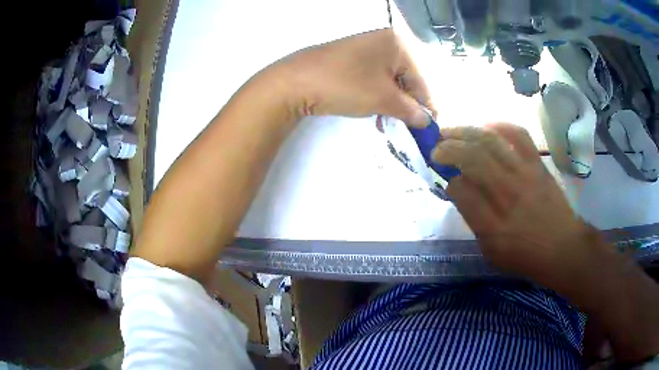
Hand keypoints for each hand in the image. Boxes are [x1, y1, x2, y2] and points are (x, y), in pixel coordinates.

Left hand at [273, 28, 432, 126]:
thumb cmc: (346, 85)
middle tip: (407, 127)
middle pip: (404, 78)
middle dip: (406, 105)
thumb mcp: (383, 99)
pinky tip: (374, 112)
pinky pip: (371, 79)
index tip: (429, 126)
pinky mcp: (349, 59)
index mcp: (396, 43)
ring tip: (388, 123)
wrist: (295, 82)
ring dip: (390, 103)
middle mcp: (381, 41)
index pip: (420, 78)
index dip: (425, 104)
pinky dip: (375, 96)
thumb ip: (410, 110)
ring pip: (387, 80)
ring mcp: (363, 49)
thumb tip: (426, 120)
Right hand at [431, 123, 593, 289]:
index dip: (449, 181)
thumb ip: (474, 221)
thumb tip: (460, 190)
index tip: (446, 180)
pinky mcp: (537, 164)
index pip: (461, 191)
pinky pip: (519, 135)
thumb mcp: (492, 252)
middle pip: (472, 158)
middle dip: (448, 148)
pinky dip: (500, 126)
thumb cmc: (525, 256)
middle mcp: (507, 194)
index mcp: (492, 225)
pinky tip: (486, 127)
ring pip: (490, 141)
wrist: (563, 248)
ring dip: (465, 132)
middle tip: (436, 148)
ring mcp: (524, 174)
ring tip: (451, 131)